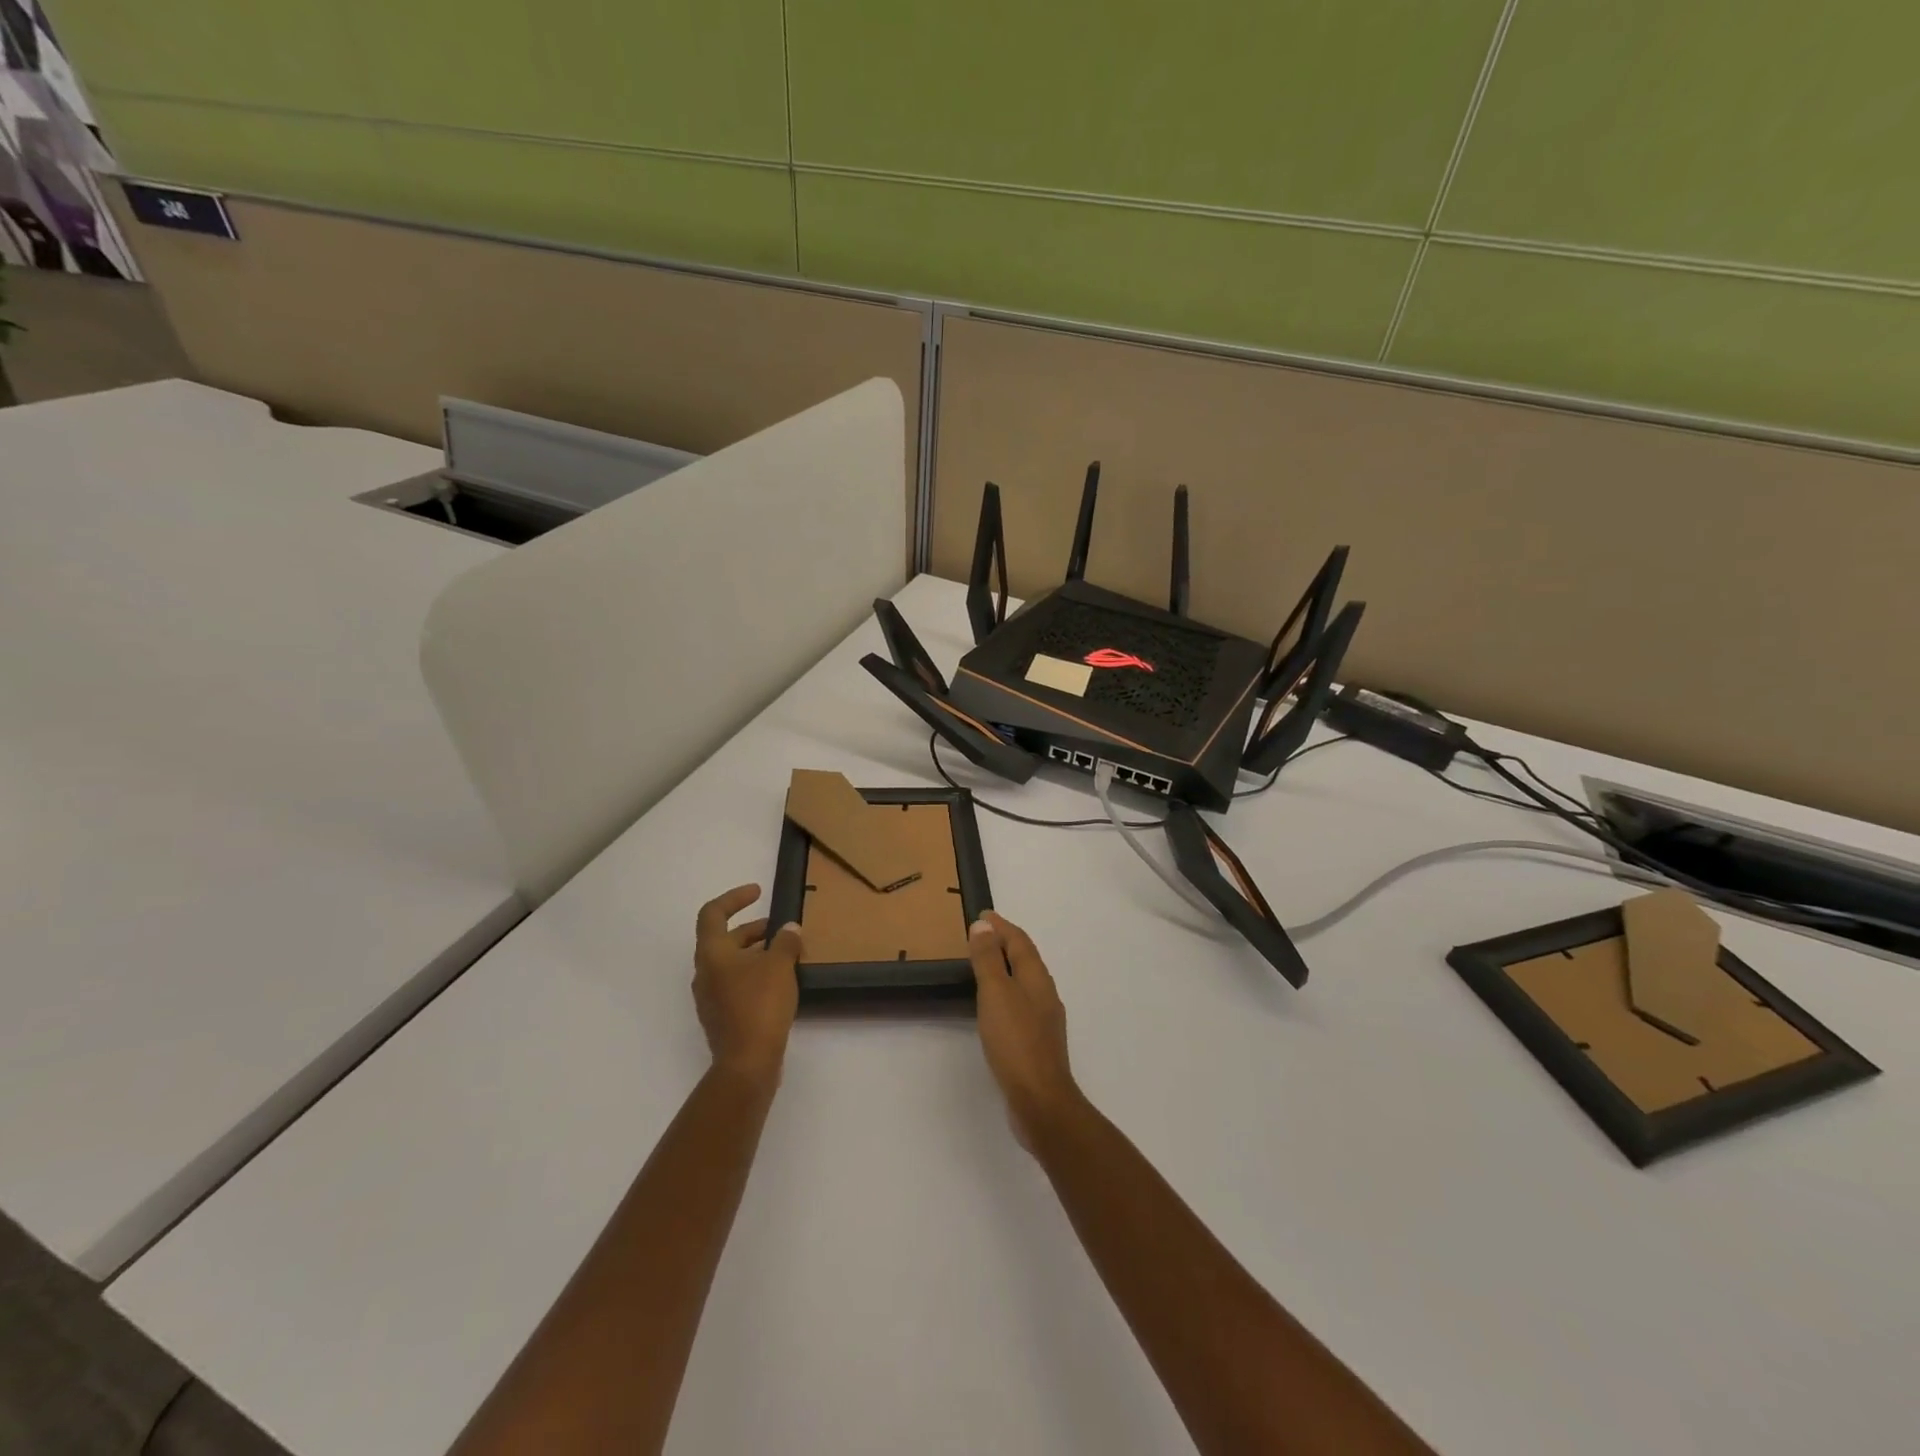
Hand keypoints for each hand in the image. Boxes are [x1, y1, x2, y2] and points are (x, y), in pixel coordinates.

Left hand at [693, 885, 801, 1083]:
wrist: (747, 1062)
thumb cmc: (760, 1005)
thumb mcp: (779, 965)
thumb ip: (785, 942)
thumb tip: (789, 929)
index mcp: (712, 953)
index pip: (713, 913)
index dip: (734, 898)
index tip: (758, 893)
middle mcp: (705, 972)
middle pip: (725, 939)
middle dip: (754, 929)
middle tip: (782, 929)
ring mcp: (711, 997)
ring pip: (732, 963)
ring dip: (757, 953)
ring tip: (787, 955)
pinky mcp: (722, 1017)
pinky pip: (736, 984)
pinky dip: (755, 975)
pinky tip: (780, 983)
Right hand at [968, 913, 1082, 1146]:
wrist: (1041, 1101)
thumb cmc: (1016, 1042)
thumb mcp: (996, 993)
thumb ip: (989, 959)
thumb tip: (984, 925)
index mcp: (1037, 978)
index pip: (1020, 942)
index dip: (1001, 926)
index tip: (983, 914)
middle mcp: (1045, 994)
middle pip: (1025, 959)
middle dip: (1005, 944)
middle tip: (980, 935)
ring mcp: (1044, 1020)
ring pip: (1024, 982)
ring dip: (1006, 968)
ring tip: (984, 966)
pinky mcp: (1037, 1043)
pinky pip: (1020, 1005)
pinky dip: (1006, 994)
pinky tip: (995, 1007)